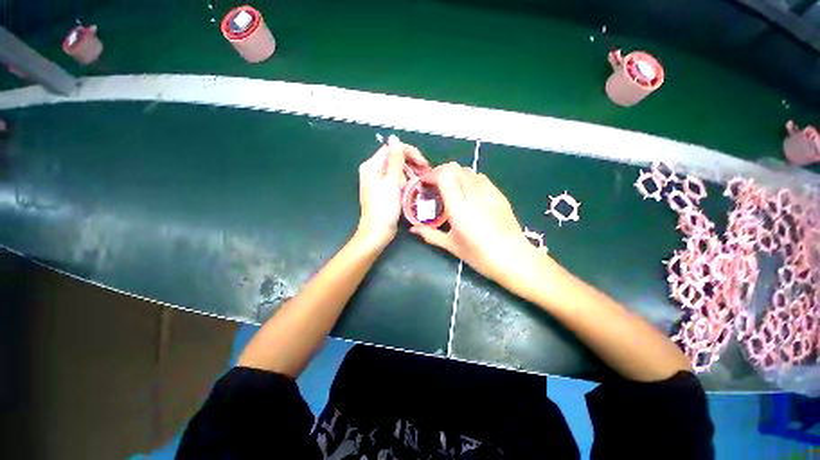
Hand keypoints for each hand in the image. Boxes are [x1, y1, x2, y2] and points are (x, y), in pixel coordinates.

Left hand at [357, 136, 428, 245]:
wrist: (377, 232)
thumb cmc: (384, 209)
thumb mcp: (391, 183)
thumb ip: (395, 160)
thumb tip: (395, 138)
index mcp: (372, 166)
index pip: (392, 149)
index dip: (409, 153)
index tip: (423, 163)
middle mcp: (373, 171)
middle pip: (395, 159)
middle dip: (411, 164)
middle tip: (426, 172)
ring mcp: (379, 181)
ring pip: (398, 170)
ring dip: (410, 173)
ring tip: (422, 180)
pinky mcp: (384, 190)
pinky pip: (397, 180)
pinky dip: (406, 182)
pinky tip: (415, 186)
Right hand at [410, 163, 540, 283]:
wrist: (513, 258)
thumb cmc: (479, 255)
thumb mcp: (451, 246)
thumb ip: (430, 234)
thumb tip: (413, 229)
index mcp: (459, 208)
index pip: (445, 176)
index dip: (432, 175)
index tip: (424, 183)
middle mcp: (474, 195)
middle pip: (455, 169)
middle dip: (441, 172)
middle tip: (433, 184)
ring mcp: (489, 193)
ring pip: (468, 171)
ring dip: (455, 174)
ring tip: (449, 186)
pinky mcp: (498, 194)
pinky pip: (481, 178)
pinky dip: (469, 178)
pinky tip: (467, 191)